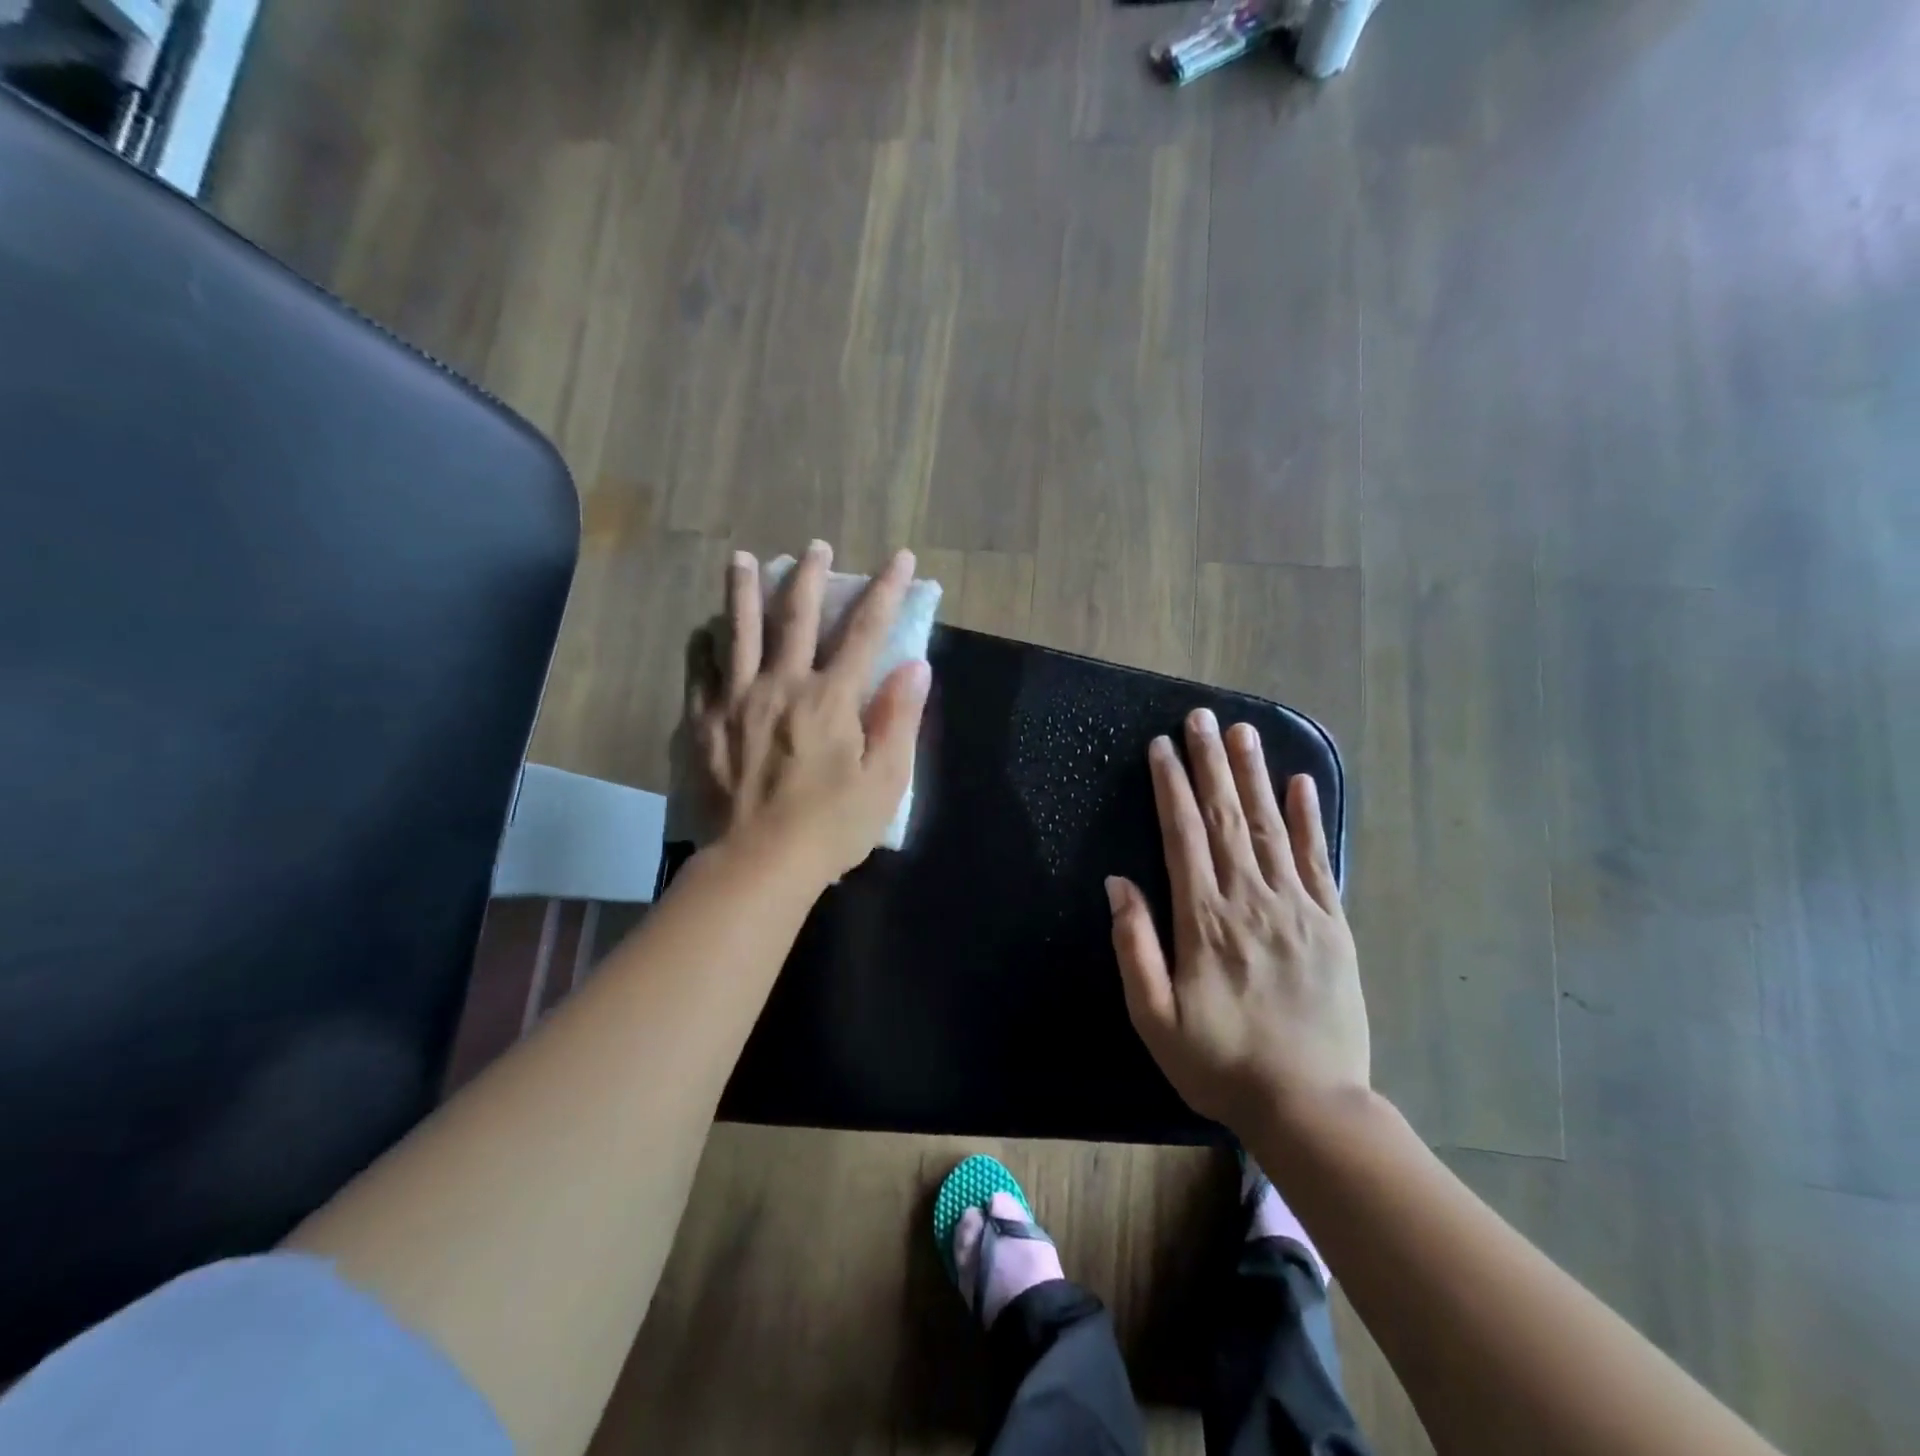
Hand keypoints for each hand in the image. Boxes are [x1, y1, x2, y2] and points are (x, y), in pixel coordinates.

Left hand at [686, 540, 929, 885]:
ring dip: (743, 591)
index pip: (865, 631)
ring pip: (738, 632)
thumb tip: (916, 666)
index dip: (886, 590)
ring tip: (741, 559)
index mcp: (831, 698)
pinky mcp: (703, 722)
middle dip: (809, 576)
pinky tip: (705, 629)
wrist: (757, 863)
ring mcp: (735, 700)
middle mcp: (781, 685)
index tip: (901, 557)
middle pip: (795, 617)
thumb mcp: (885, 780)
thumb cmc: (831, 827)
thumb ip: (899, 718)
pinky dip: (704, 643)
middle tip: (814, 546)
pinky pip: (700, 670)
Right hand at [1107, 709, 1368, 1134]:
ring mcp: (1297, 908)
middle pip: (1227, 817)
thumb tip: (1118, 883)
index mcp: (1204, 919)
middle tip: (1202, 718)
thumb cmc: (1219, 1062)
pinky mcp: (1332, 923)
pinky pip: (1319, 860)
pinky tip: (1301, 784)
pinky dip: (1310, 818)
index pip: (1183, 834)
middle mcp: (1250, 900)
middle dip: (1211, 763)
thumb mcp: (1154, 1017)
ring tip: (1243, 733)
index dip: (1171, 786)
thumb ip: (1134, 946)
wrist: (1309, 1106)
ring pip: (1271, 827)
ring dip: (1254, 776)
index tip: (1162, 746)